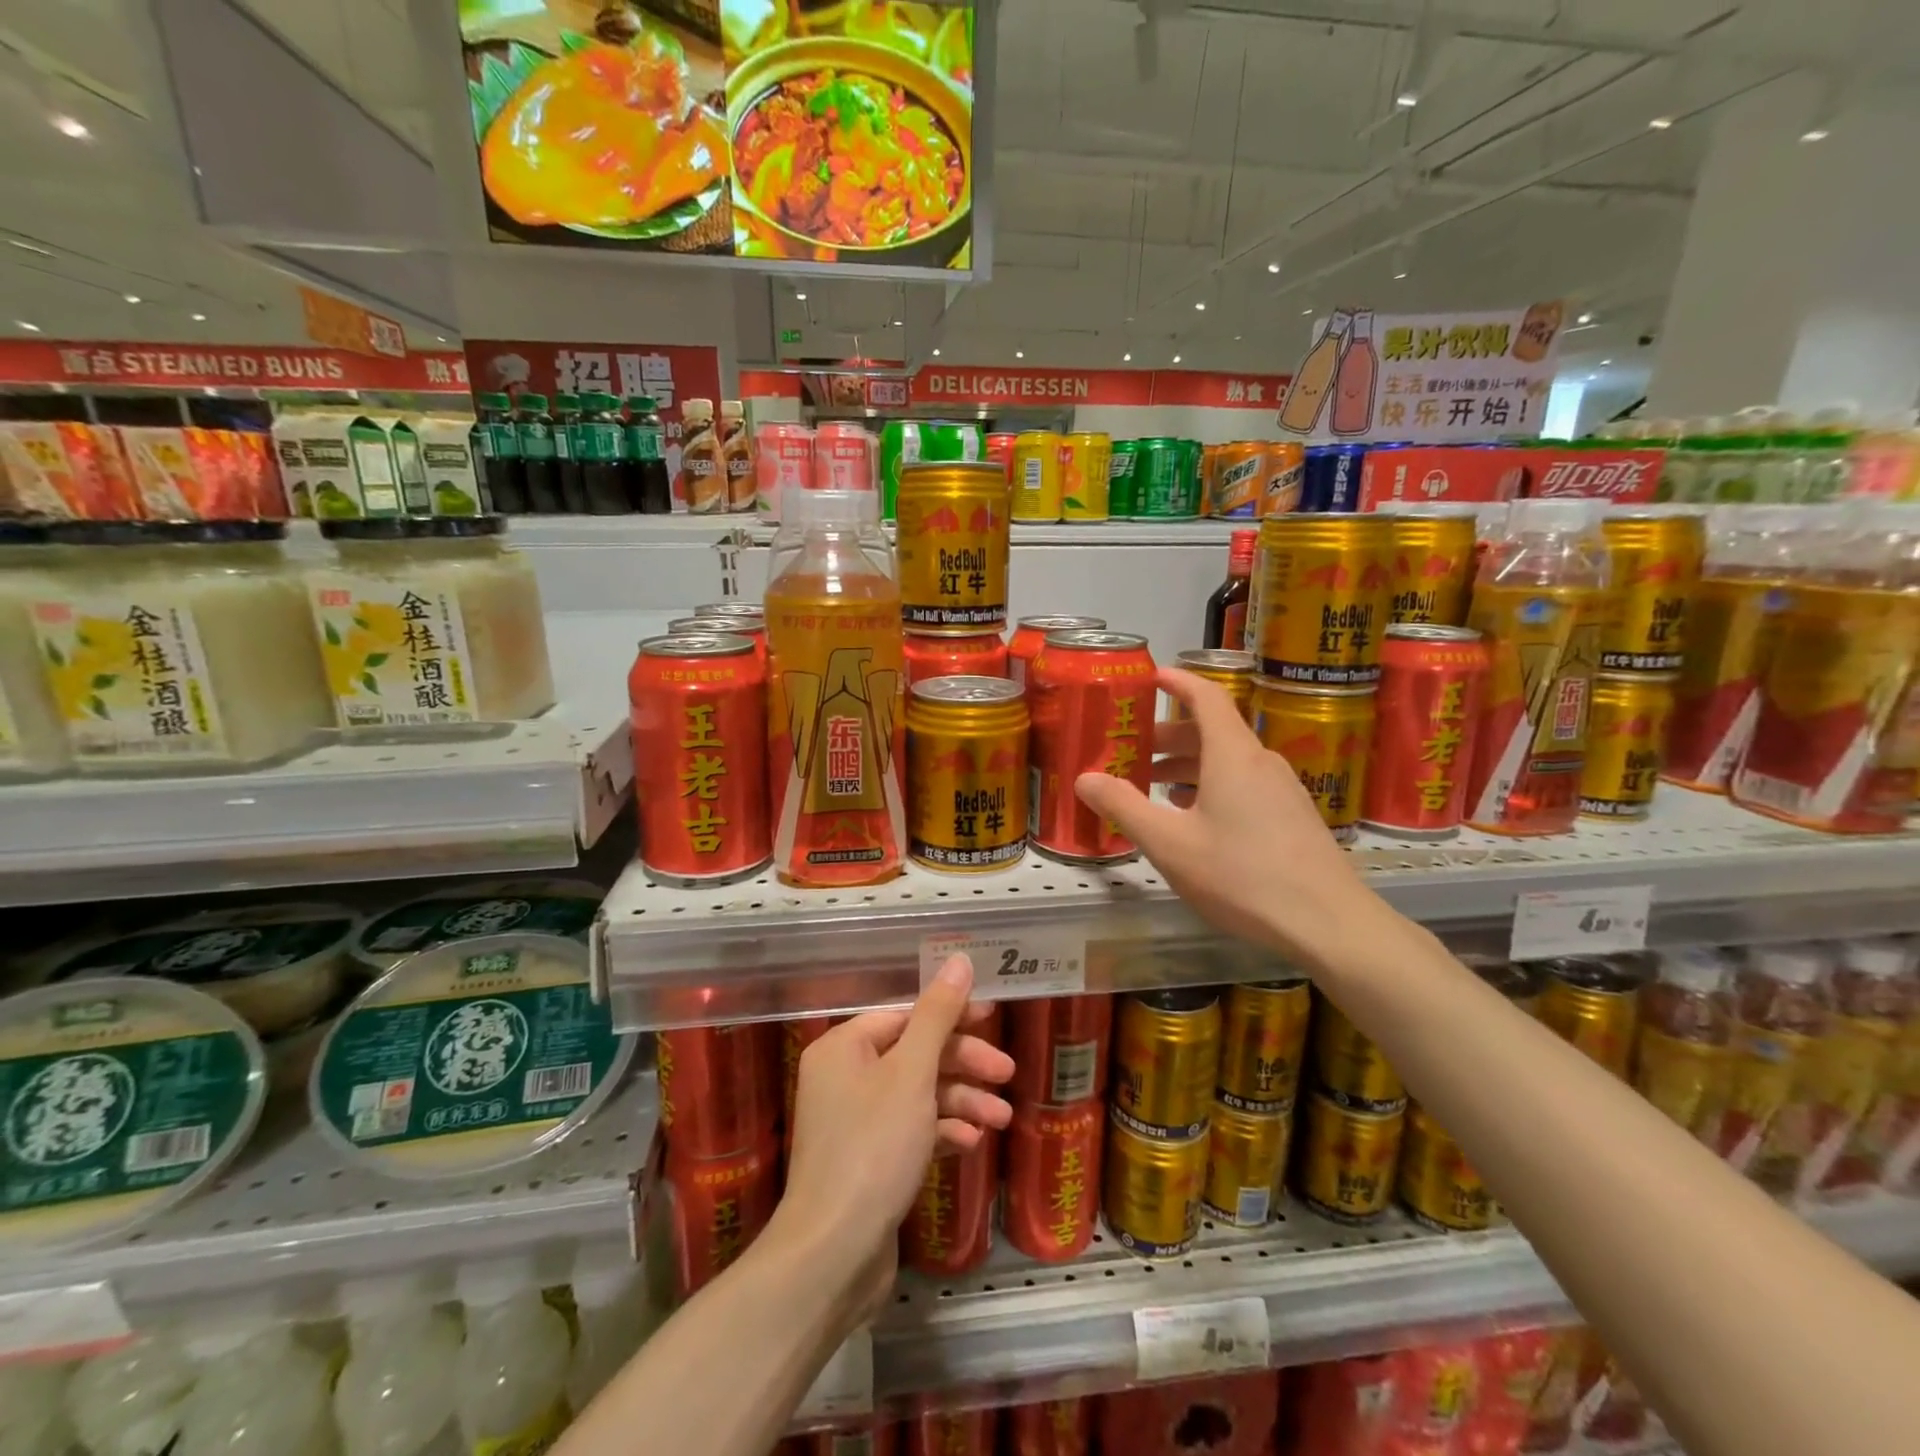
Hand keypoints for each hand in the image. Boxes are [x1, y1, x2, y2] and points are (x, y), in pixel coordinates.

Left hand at [775, 954, 1012, 1326]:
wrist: (832, 1255)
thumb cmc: (873, 1148)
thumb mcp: (912, 1072)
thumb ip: (938, 1014)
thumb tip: (959, 959)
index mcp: (844, 1046)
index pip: (905, 1014)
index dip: (952, 1014)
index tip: (993, 1018)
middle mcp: (844, 1076)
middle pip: (915, 1053)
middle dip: (963, 1063)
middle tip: (1007, 1073)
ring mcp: (855, 1121)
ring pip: (918, 1094)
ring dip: (960, 1100)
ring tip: (1001, 1119)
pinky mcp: (868, 1160)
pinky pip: (911, 1129)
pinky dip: (941, 1130)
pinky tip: (971, 1142)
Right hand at [1074, 666, 1388, 971]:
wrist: (1329, 923)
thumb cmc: (1241, 876)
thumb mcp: (1170, 844)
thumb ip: (1124, 807)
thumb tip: (1084, 778)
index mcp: (1231, 755)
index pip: (1205, 696)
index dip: (1176, 681)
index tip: (1148, 677)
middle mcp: (1260, 761)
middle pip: (1211, 731)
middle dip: (1168, 735)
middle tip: (1131, 750)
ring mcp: (1282, 789)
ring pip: (1227, 761)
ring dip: (1188, 765)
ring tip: (1153, 788)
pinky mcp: (1292, 816)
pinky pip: (1244, 784)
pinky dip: (1211, 786)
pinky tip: (1194, 819)